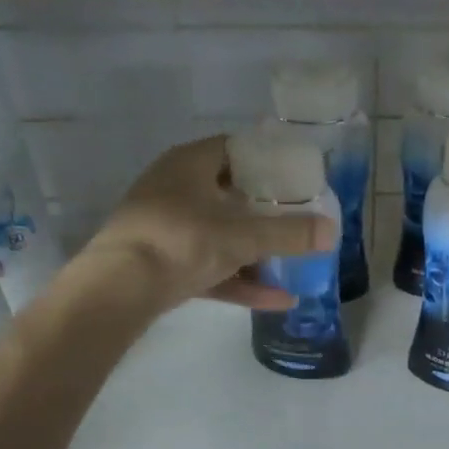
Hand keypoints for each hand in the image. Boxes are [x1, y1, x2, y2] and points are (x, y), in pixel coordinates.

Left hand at [82, 136, 336, 311]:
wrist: (116, 290)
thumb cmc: (181, 242)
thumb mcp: (242, 236)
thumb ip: (289, 233)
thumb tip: (332, 231)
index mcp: (190, 165)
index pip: (236, 148)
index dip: (269, 159)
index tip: (298, 176)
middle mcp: (176, 189)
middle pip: (231, 193)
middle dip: (267, 209)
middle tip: (300, 217)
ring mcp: (167, 229)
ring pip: (221, 234)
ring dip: (257, 250)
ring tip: (295, 260)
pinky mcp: (164, 265)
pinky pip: (211, 268)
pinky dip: (241, 281)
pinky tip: (278, 300)